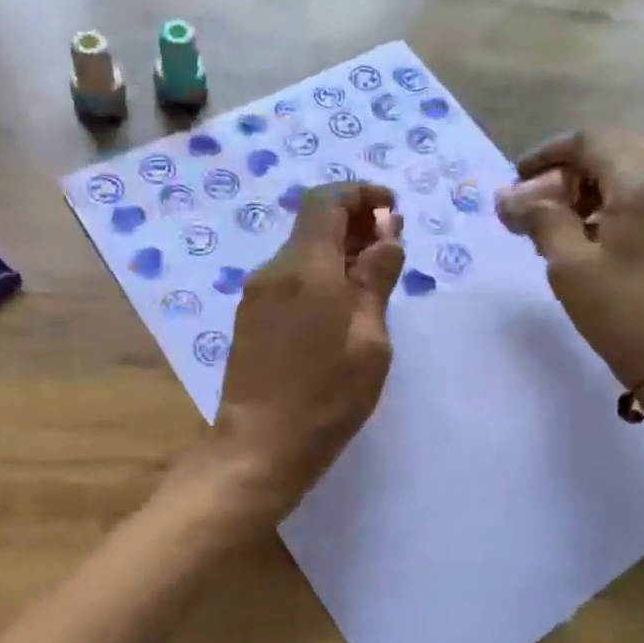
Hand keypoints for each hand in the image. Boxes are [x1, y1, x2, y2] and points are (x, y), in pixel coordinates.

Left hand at [203, 182, 404, 515]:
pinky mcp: (251, 319)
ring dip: (337, 251)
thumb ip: (376, 279)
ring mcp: (256, 295)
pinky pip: (289, 280)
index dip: (362, 195)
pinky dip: (319, 276)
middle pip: (312, 224)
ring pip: (301, 253)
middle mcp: (274, 270)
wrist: (259, 447)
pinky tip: (342, 305)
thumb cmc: (327, 396)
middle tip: (391, 245)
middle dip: (354, 222)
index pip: (327, 200)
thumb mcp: (369, 339)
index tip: (392, 212)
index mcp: (304, 267)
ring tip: (374, 276)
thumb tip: (387, 235)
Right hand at [499, 131, 643, 389]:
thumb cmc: (621, 311)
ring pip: (632, 178)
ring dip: (591, 190)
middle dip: (570, 171)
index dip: (548, 154)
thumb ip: (540, 220)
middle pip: (615, 154)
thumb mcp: (569, 265)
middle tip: (537, 201)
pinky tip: (590, 240)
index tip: (517, 178)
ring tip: (557, 224)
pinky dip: (613, 207)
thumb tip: (509, 197)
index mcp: (643, 183)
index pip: (591, 142)